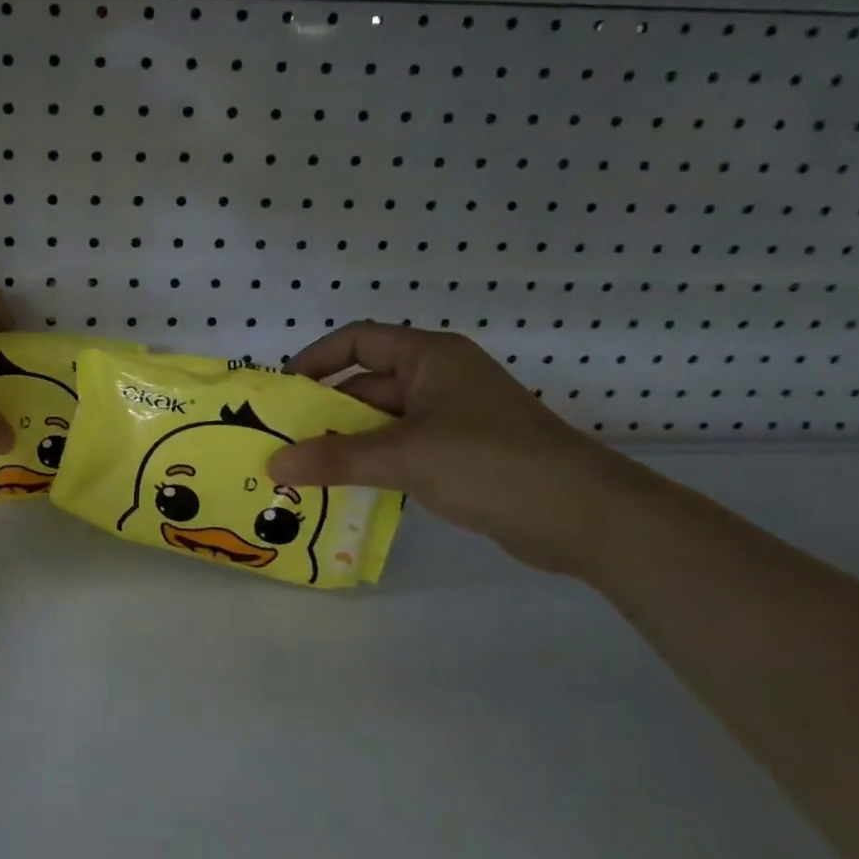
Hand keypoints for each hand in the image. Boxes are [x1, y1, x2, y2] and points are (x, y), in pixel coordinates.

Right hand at [265, 322, 642, 574]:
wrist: (585, 516)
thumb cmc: (490, 463)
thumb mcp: (406, 457)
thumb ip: (336, 459)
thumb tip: (273, 465)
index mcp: (430, 358)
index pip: (359, 341)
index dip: (317, 359)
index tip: (283, 391)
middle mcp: (439, 379)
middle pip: (367, 383)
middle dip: (325, 411)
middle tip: (283, 440)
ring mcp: (453, 418)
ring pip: (383, 421)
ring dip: (347, 442)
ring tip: (303, 469)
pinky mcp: (462, 454)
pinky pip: (403, 449)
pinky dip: (373, 463)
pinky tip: (345, 487)